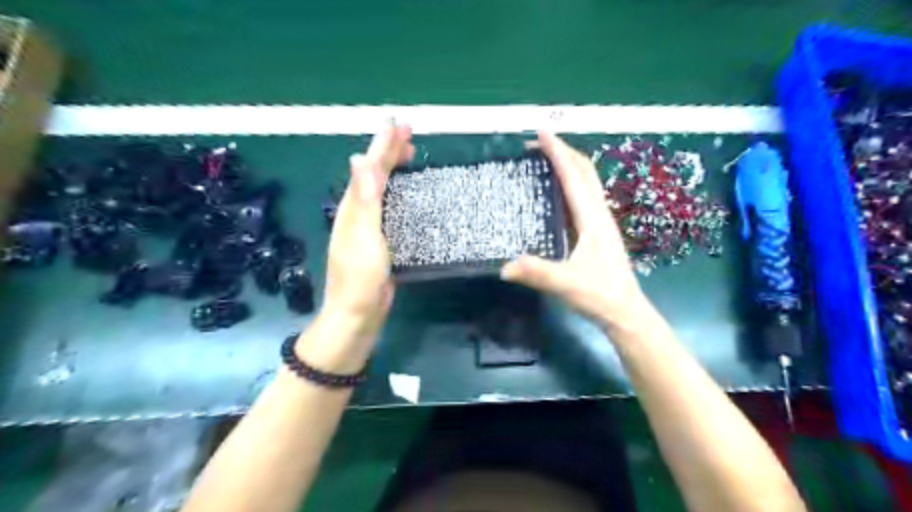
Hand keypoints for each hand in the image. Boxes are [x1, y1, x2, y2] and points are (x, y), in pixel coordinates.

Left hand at [316, 126, 411, 345]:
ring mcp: (368, 228)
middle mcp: (358, 213)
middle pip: (373, 175)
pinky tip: (406, 194)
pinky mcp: (380, 241)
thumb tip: (359, 159)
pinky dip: (399, 193)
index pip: (369, 168)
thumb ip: (364, 200)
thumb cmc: (360, 279)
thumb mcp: (363, 238)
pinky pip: (389, 208)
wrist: (356, 316)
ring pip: (381, 190)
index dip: (383, 145)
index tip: (399, 124)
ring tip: (409, 155)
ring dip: (393, 169)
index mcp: (353, 209)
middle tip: (409, 133)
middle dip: (389, 151)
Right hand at [498, 132, 648, 329]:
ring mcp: (600, 222)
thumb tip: (504, 267)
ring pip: (586, 182)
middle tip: (537, 144)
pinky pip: (583, 197)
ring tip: (545, 160)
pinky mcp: (597, 231)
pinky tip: (556, 192)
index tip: (541, 133)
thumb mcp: (566, 284)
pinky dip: (570, 183)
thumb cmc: (600, 295)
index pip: (573, 177)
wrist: (625, 312)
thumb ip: (537, 273)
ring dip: (568, 164)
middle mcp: (598, 213)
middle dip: (563, 151)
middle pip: (585, 171)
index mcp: (592, 218)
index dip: (557, 152)